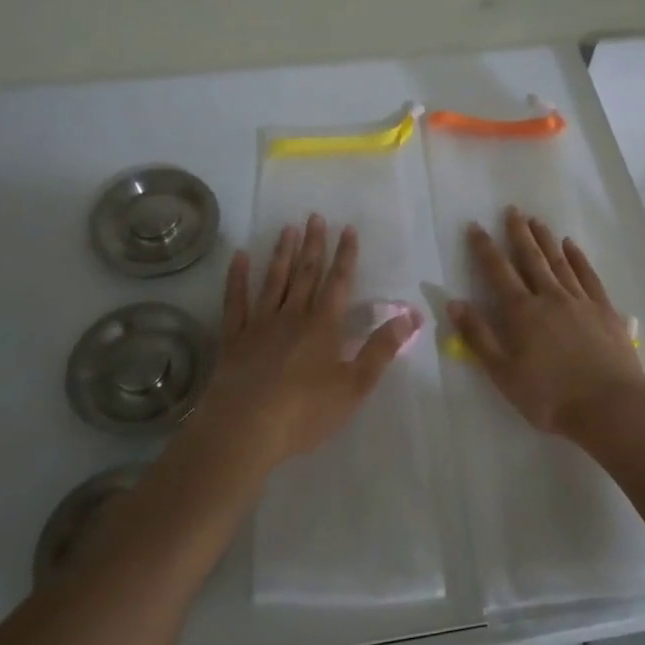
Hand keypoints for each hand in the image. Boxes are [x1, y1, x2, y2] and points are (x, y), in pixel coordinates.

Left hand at [197, 214, 418, 467]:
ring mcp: (259, 324)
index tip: (348, 229)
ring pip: (274, 281)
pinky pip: (235, 301)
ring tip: (288, 229)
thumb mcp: (354, 385)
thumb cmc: (306, 411)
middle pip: (306, 274)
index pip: (338, 282)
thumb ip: (381, 349)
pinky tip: (239, 258)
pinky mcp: (233, 339)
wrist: (246, 428)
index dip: (346, 256)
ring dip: (282, 254)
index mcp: (323, 326)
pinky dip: (237, 278)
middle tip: (316, 217)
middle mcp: (292, 316)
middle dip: (314, 245)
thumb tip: (411, 316)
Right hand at [448, 207, 644, 440]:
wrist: (610, 408)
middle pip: (531, 259)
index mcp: (522, 312)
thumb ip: (478, 336)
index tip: (476, 226)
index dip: (485, 248)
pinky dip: (579, 258)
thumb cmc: (549, 397)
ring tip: (537, 221)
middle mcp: (550, 297)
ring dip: (546, 240)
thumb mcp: (503, 373)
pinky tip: (572, 246)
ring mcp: (580, 301)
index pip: (498, 272)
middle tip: (512, 210)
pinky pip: (588, 276)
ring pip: (559, 262)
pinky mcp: (605, 310)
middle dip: (518, 233)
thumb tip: (455, 302)